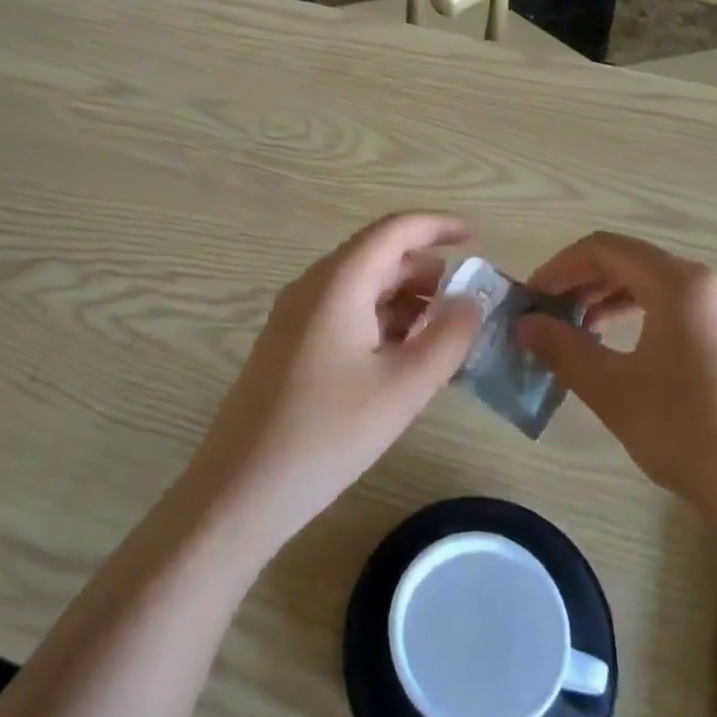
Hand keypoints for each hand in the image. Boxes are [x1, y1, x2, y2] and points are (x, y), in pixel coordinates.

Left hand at [185, 212, 484, 551]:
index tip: (477, 239)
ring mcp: (295, 315)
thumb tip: (471, 302)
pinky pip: (343, 312)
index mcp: (339, 282)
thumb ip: (448, 338)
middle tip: (463, 303)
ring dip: (403, 299)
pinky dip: (379, 320)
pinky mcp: (289, 344)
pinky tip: (400, 357)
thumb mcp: (403, 388)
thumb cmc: (327, 434)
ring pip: (360, 286)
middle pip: (377, 256)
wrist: (240, 490)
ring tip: (439, 336)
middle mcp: (313, 286)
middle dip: (425, 270)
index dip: (438, 226)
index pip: (395, 230)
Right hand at [516, 233, 716, 557]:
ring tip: (579, 333)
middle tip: (547, 317)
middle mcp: (712, 284)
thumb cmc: (690, 437)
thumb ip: (562, 348)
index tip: (530, 299)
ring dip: (611, 300)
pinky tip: (625, 350)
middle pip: (632, 262)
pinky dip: (643, 316)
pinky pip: (682, 309)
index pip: (605, 249)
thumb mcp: (614, 391)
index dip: (559, 267)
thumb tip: (523, 325)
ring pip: (657, 286)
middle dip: (582, 284)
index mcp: (682, 284)